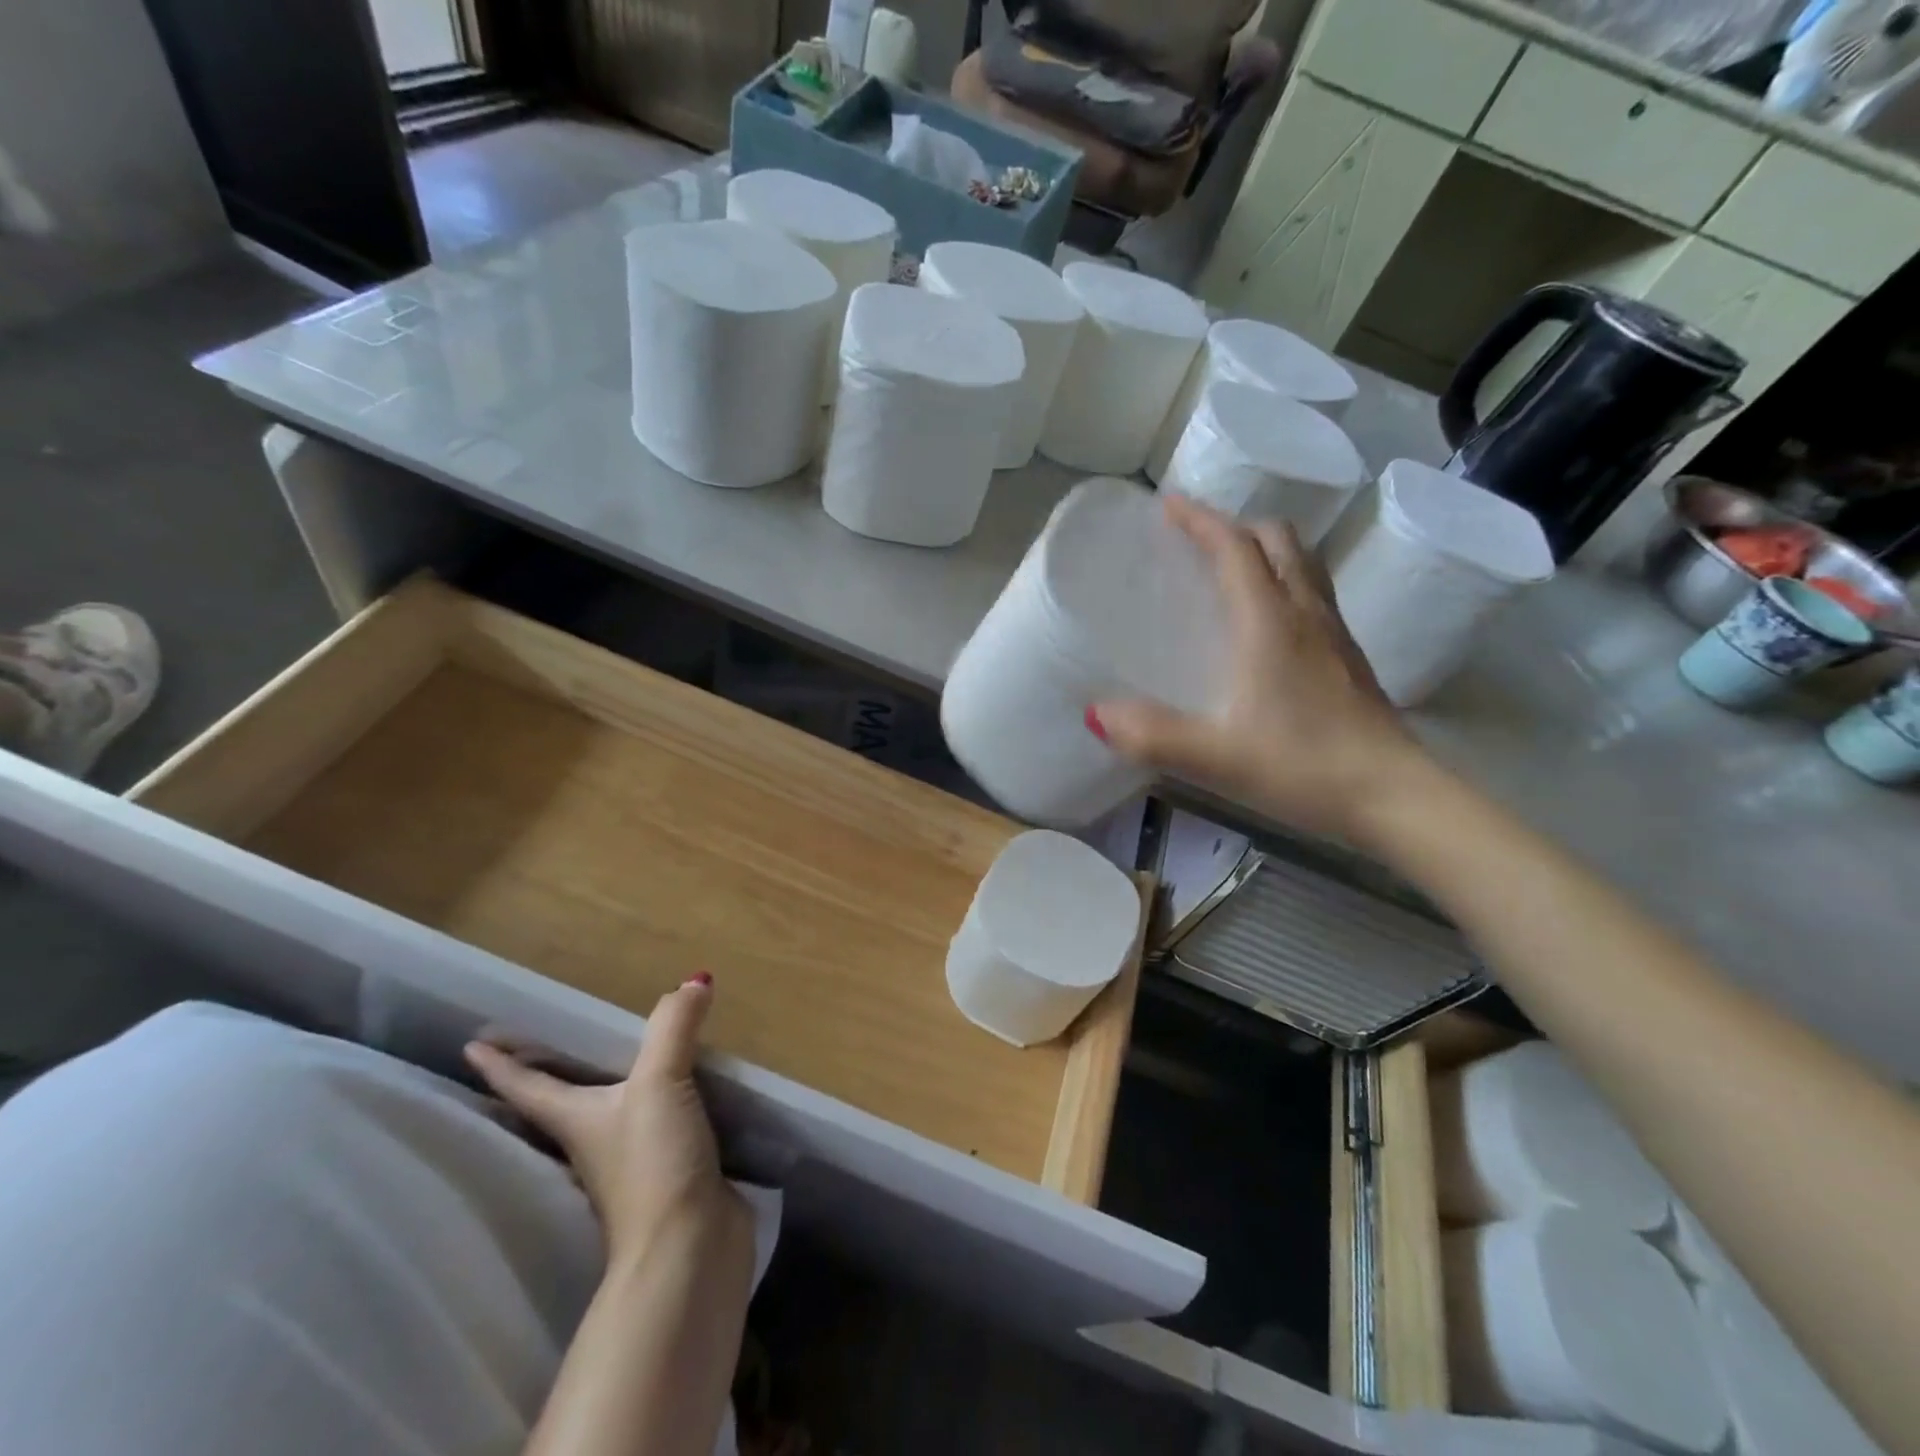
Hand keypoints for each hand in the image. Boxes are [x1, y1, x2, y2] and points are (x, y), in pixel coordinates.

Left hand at [465, 976, 750, 1271]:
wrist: (687, 1248)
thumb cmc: (652, 1163)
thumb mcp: (659, 1084)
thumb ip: (674, 1027)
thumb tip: (694, 981)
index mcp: (577, 1119)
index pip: (529, 1087)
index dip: (501, 1064)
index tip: (472, 1045)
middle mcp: (596, 1140)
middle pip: (564, 1102)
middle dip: (554, 1075)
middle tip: (550, 1041)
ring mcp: (632, 1160)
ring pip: (613, 1115)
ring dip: (612, 1090)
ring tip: (622, 1061)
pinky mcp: (670, 1171)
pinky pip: (660, 1126)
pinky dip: (663, 1104)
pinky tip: (681, 1094)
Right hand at [1089, 495, 1433, 845]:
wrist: (1394, 796)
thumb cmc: (1304, 767)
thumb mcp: (1217, 757)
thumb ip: (1153, 735)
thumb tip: (1094, 713)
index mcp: (1270, 622)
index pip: (1236, 548)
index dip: (1201, 520)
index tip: (1168, 504)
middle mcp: (1306, 614)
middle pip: (1278, 541)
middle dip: (1236, 527)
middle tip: (1197, 541)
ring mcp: (1334, 634)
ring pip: (1302, 564)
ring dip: (1265, 551)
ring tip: (1229, 570)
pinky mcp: (1348, 659)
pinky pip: (1312, 595)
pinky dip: (1283, 583)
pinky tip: (1266, 624)